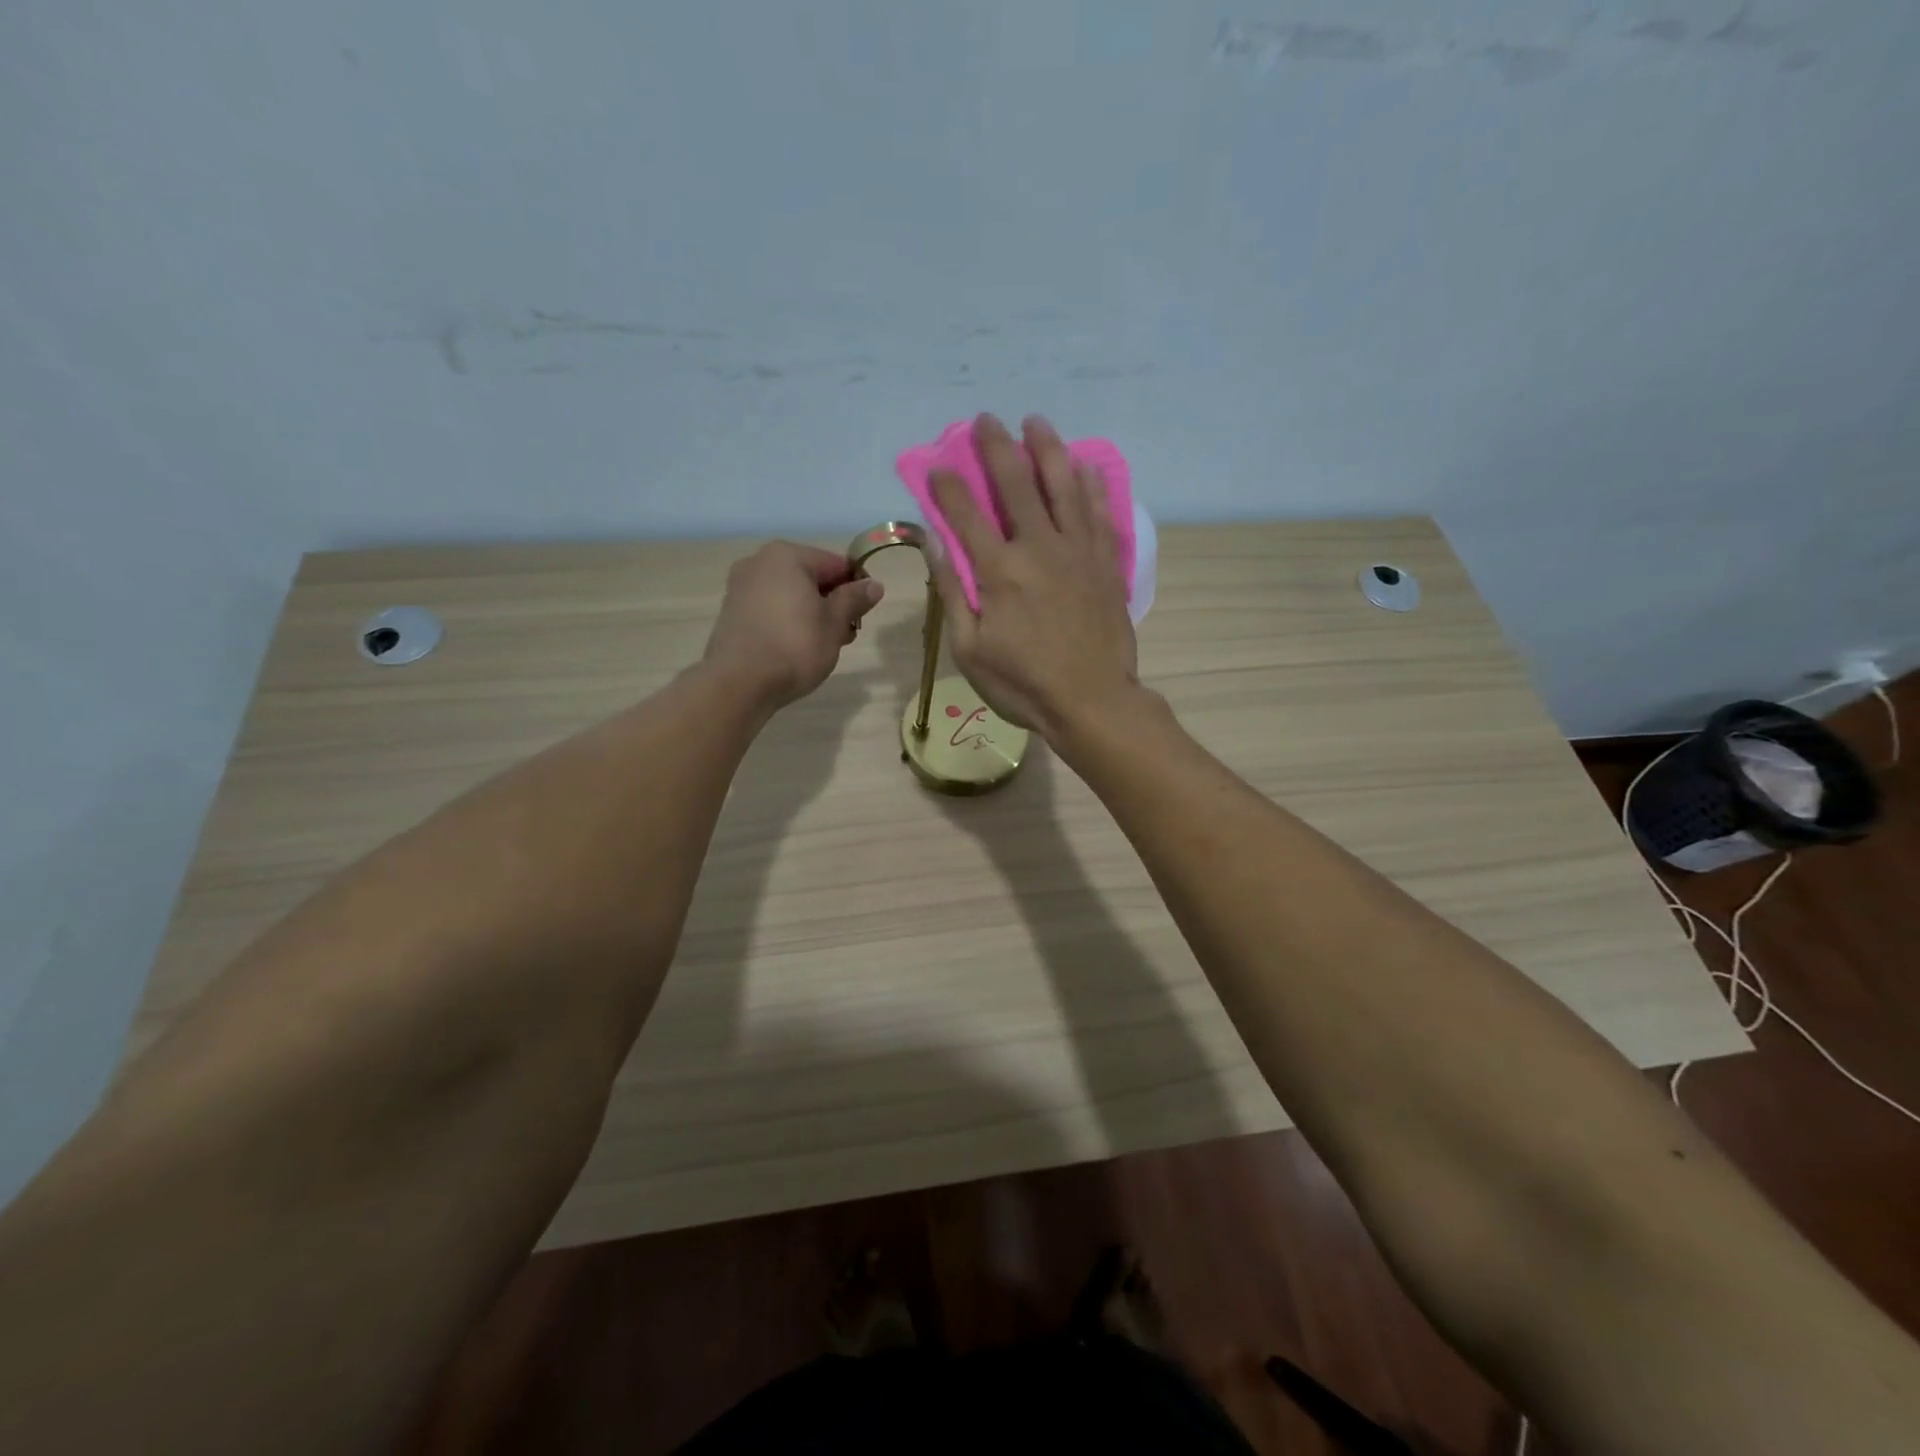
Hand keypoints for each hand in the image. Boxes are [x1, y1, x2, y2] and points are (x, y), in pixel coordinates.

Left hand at [703, 542, 882, 708]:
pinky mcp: (732, 613)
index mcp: (787, 556)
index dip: (857, 587)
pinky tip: (797, 648)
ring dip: (812, 614)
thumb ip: (854, 599)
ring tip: (825, 645)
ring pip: (790, 595)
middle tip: (846, 634)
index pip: (836, 564)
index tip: (865, 614)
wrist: (740, 683)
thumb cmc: (795, 646)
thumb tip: (874, 585)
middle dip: (833, 603)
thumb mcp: (834, 623)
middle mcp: (759, 562)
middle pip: (811, 577)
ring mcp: (741, 587)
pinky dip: (788, 621)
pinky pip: (771, 609)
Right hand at [928, 414, 1138, 737]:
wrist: (1092, 702)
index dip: (948, 485)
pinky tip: (1083, 466)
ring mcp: (1078, 551)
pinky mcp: (1106, 563)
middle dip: (996, 447)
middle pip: (1016, 484)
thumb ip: (953, 591)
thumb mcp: (970, 649)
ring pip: (1063, 485)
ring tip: (1036, 423)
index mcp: (1000, 572)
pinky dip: (1090, 485)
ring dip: (1047, 449)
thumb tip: (933, 543)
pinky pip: (1099, 512)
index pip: (965, 514)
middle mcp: (1039, 548)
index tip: (938, 465)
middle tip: (986, 420)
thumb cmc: (1023, 684)